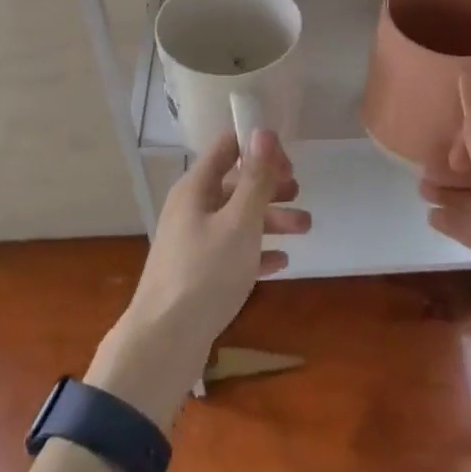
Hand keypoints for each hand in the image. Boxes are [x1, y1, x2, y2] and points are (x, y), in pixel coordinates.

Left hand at [88, 130, 306, 426]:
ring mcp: (193, 241)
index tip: (290, 163)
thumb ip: (256, 178)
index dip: (259, 148)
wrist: (164, 341)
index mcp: (196, 188)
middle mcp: (191, 208)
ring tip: (306, 228)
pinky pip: (232, 251)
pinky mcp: (197, 273)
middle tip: (300, 193)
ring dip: (271, 219)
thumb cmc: (205, 273)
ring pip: (237, 219)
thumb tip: (264, 130)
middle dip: (270, 186)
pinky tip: (281, 262)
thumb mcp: (239, 222)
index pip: (227, 147)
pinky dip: (257, 251)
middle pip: (235, 184)